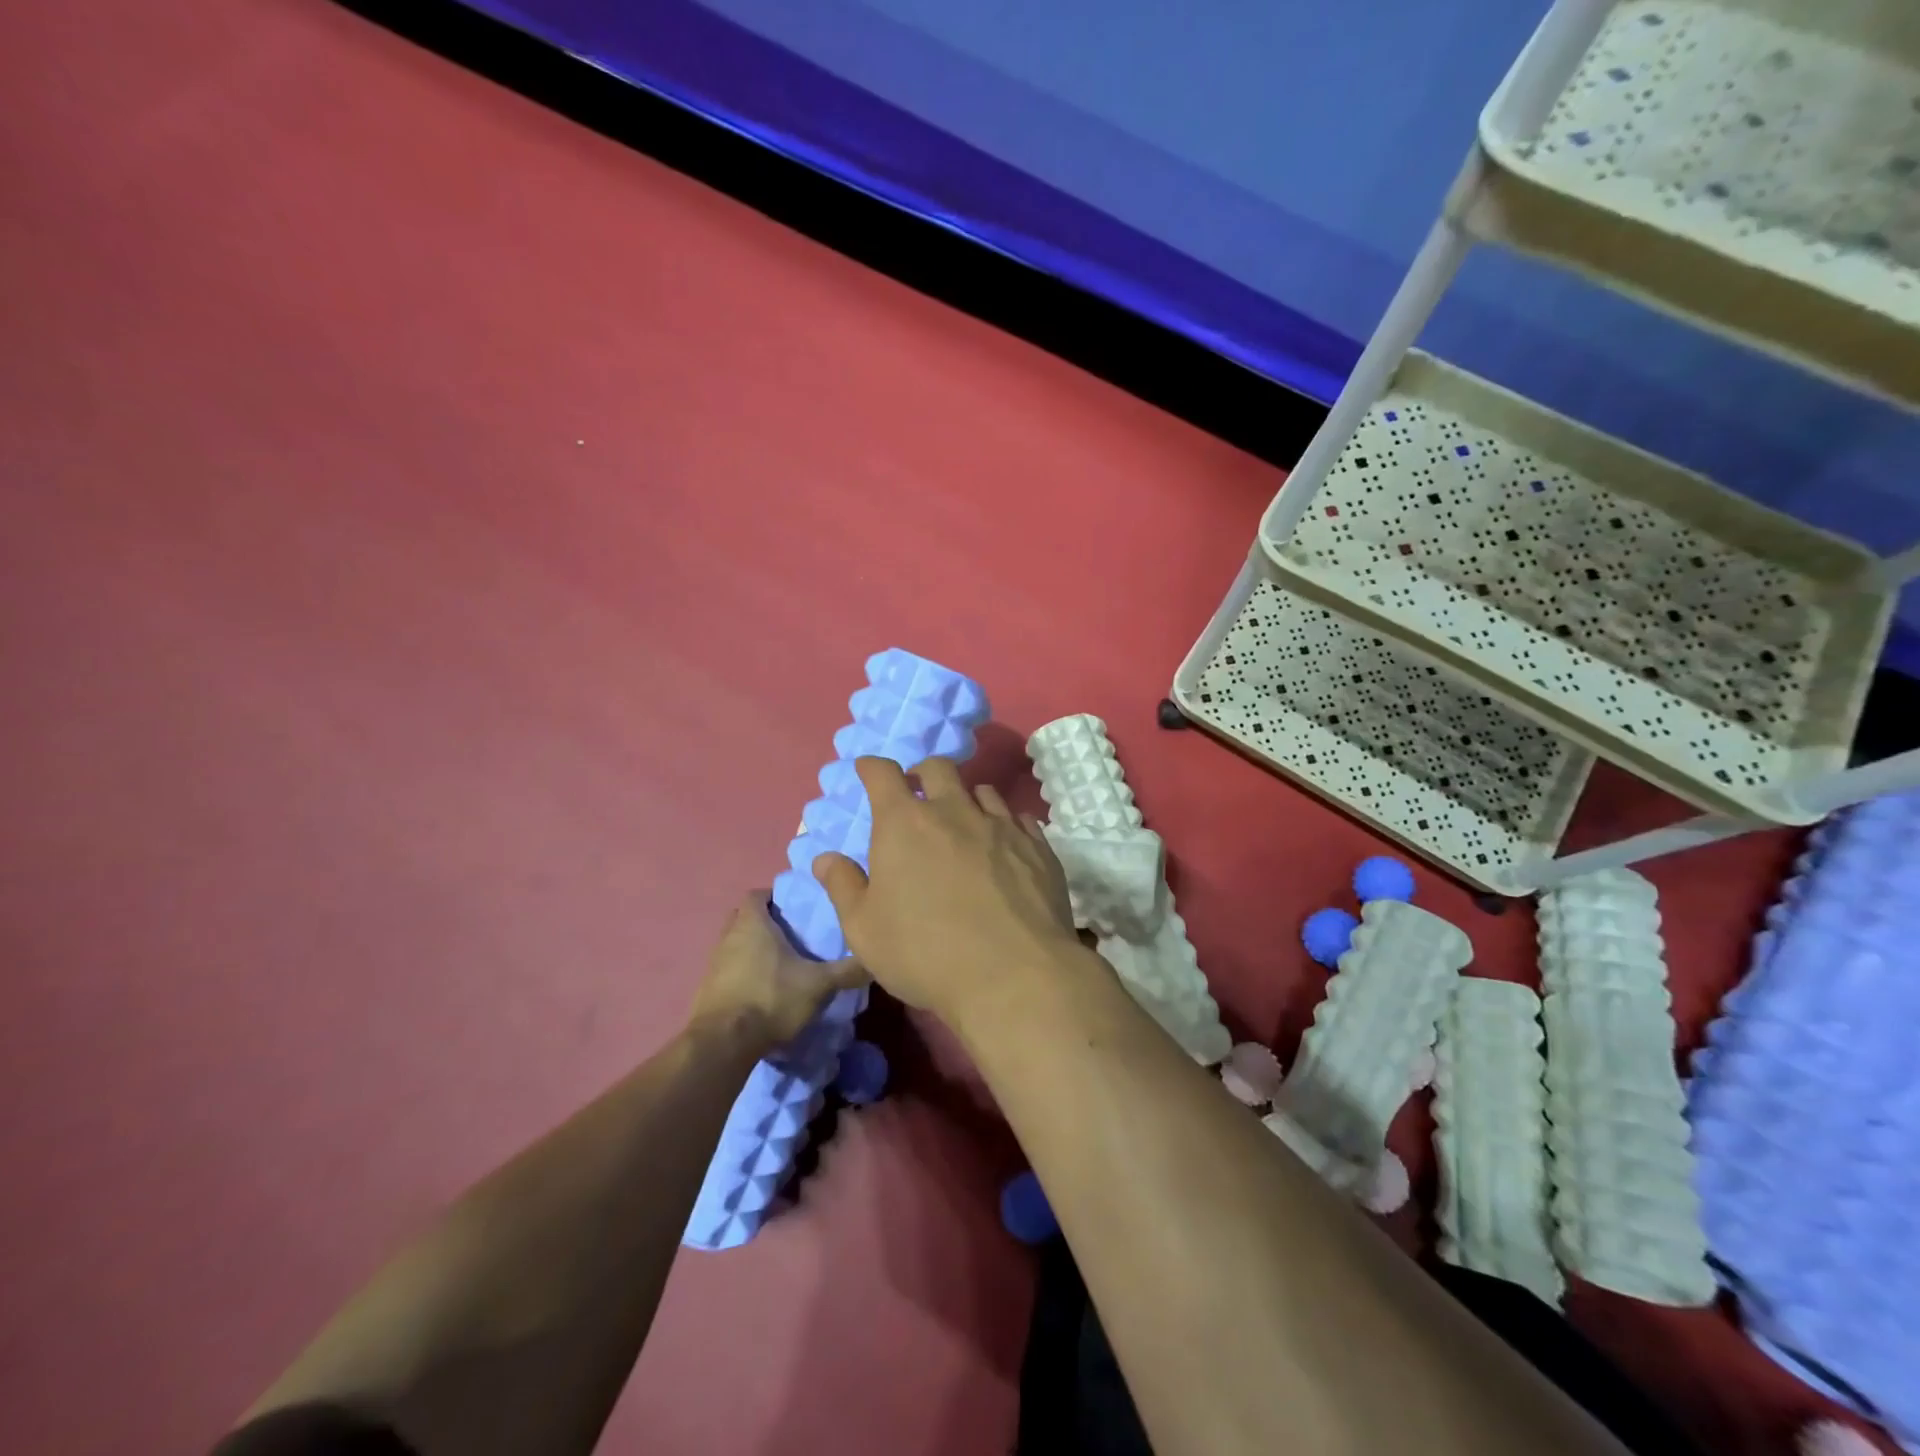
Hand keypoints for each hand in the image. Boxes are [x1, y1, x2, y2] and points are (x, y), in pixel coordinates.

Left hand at [688, 892, 866, 1051]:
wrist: (723, 1044)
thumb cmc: (771, 998)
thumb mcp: (819, 984)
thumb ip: (847, 970)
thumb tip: (876, 959)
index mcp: (752, 923)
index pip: (758, 895)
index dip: (776, 898)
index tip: (797, 909)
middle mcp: (728, 937)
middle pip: (745, 919)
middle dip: (766, 924)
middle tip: (793, 936)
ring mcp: (714, 964)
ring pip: (736, 946)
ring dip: (754, 952)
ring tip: (782, 967)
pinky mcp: (707, 991)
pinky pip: (728, 973)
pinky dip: (744, 976)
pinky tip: (764, 993)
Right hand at [810, 757, 1083, 1028]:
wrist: (1013, 975)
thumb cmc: (925, 953)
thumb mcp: (865, 929)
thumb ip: (843, 887)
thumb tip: (825, 858)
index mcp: (904, 823)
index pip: (883, 774)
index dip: (872, 767)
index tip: (867, 770)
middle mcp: (954, 810)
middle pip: (938, 768)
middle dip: (922, 773)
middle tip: (917, 792)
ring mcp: (1001, 825)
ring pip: (982, 790)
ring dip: (966, 798)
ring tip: (963, 821)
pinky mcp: (1037, 846)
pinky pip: (1018, 818)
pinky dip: (1004, 824)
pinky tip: (1003, 846)